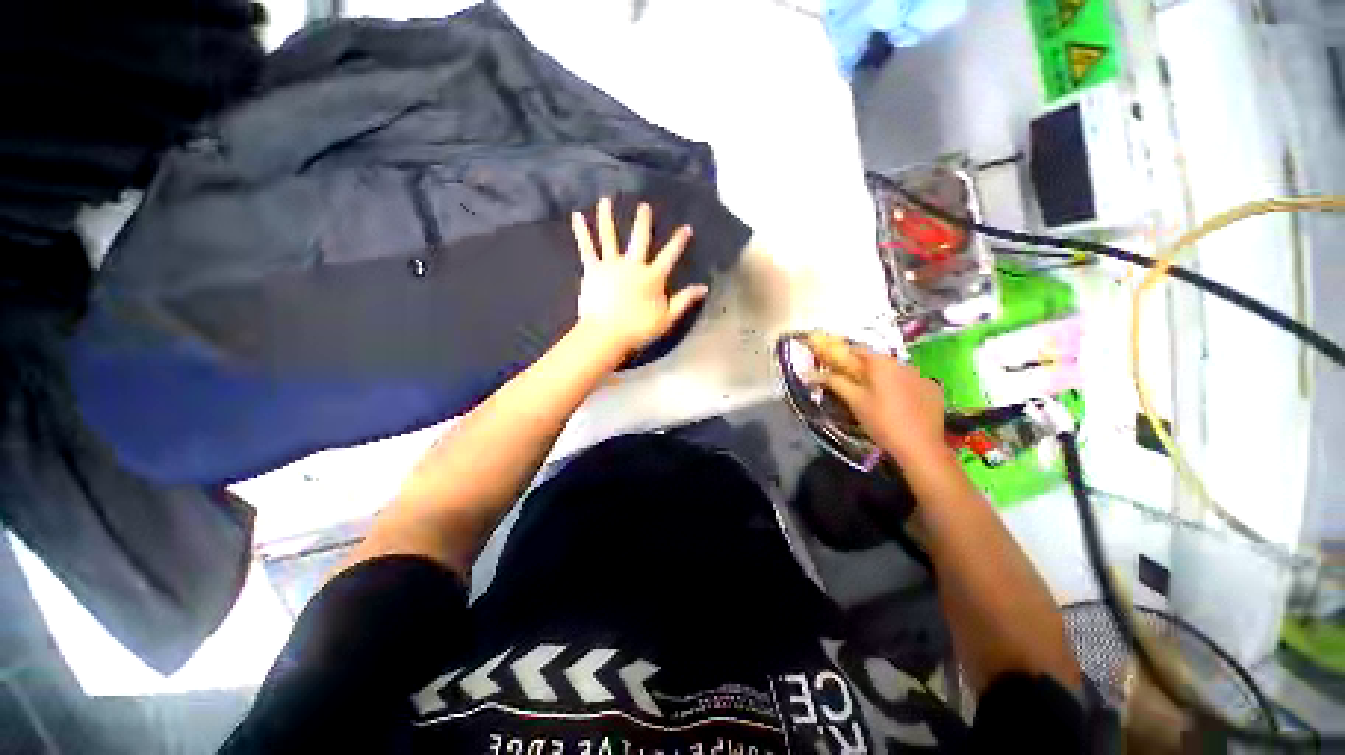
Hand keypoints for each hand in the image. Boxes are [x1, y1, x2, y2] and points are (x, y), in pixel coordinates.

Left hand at [571, 197, 708, 356]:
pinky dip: (581, 232)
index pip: (670, 255)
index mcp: (652, 277)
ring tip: (605, 200)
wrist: (606, 334)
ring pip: (610, 236)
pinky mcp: (593, 270)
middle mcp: (633, 265)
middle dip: (643, 221)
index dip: (679, 242)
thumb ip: (685, 300)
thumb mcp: (668, 318)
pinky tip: (576, 217)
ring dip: (608, 217)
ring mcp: (611, 265)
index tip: (686, 228)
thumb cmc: (638, 329)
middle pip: (640, 239)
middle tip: (644, 206)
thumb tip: (703, 287)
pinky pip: (587, 248)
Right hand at [806, 332, 945, 461]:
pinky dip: (903, 388)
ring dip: (885, 378)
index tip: (836, 367)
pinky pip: (912, 382)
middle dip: (865, 369)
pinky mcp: (934, 389)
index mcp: (882, 363)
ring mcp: (922, 375)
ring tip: (878, 398)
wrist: (920, 446)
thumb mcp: (855, 402)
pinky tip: (900, 405)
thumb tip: (814, 373)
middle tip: (855, 386)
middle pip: (878, 360)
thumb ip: (835, 383)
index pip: (859, 350)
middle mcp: (903, 363)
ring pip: (896, 371)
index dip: (845, 356)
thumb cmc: (881, 421)